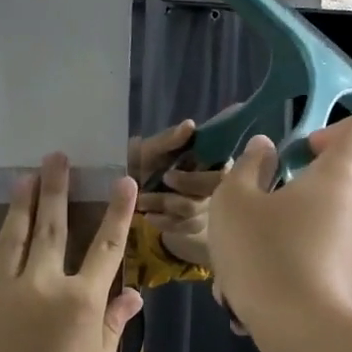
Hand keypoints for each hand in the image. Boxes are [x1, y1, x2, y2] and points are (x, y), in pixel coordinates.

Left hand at [0, 154, 142, 351]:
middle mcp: (43, 285)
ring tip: (23, 179)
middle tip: (55, 157)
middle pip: (52, 226)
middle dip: (55, 188)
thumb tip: (132, 294)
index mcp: (83, 300)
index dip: (118, 211)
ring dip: (19, 206)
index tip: (123, 180)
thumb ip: (113, 324)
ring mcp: (1, 294)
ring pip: (11, 239)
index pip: (107, 245)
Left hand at [129, 119, 225, 267]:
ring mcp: (209, 205)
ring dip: (165, 205)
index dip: (197, 178)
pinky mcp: (197, 223)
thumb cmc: (144, 163)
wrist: (129, 189)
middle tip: (152, 191)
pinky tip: (150, 215)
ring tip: (143, 201)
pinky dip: (165, 221)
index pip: (221, 171)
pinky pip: (187, 227)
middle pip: (212, 194)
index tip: (167, 175)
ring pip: (195, 211)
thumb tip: (190, 124)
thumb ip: (169, 139)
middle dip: (179, 192)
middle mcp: (217, 182)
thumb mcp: (151, 149)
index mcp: (211, 158)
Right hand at [207, 117, 351, 341]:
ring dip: (275, 245)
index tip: (297, 154)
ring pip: (311, 232)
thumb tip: (265, 149)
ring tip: (235, 278)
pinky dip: (286, 274)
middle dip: (283, 201)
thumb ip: (249, 168)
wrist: (305, 337)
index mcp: (340, 177)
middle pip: (326, 187)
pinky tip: (251, 304)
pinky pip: (315, 265)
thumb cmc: (267, 254)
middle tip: (245, 226)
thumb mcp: (235, 203)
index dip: (330, 131)